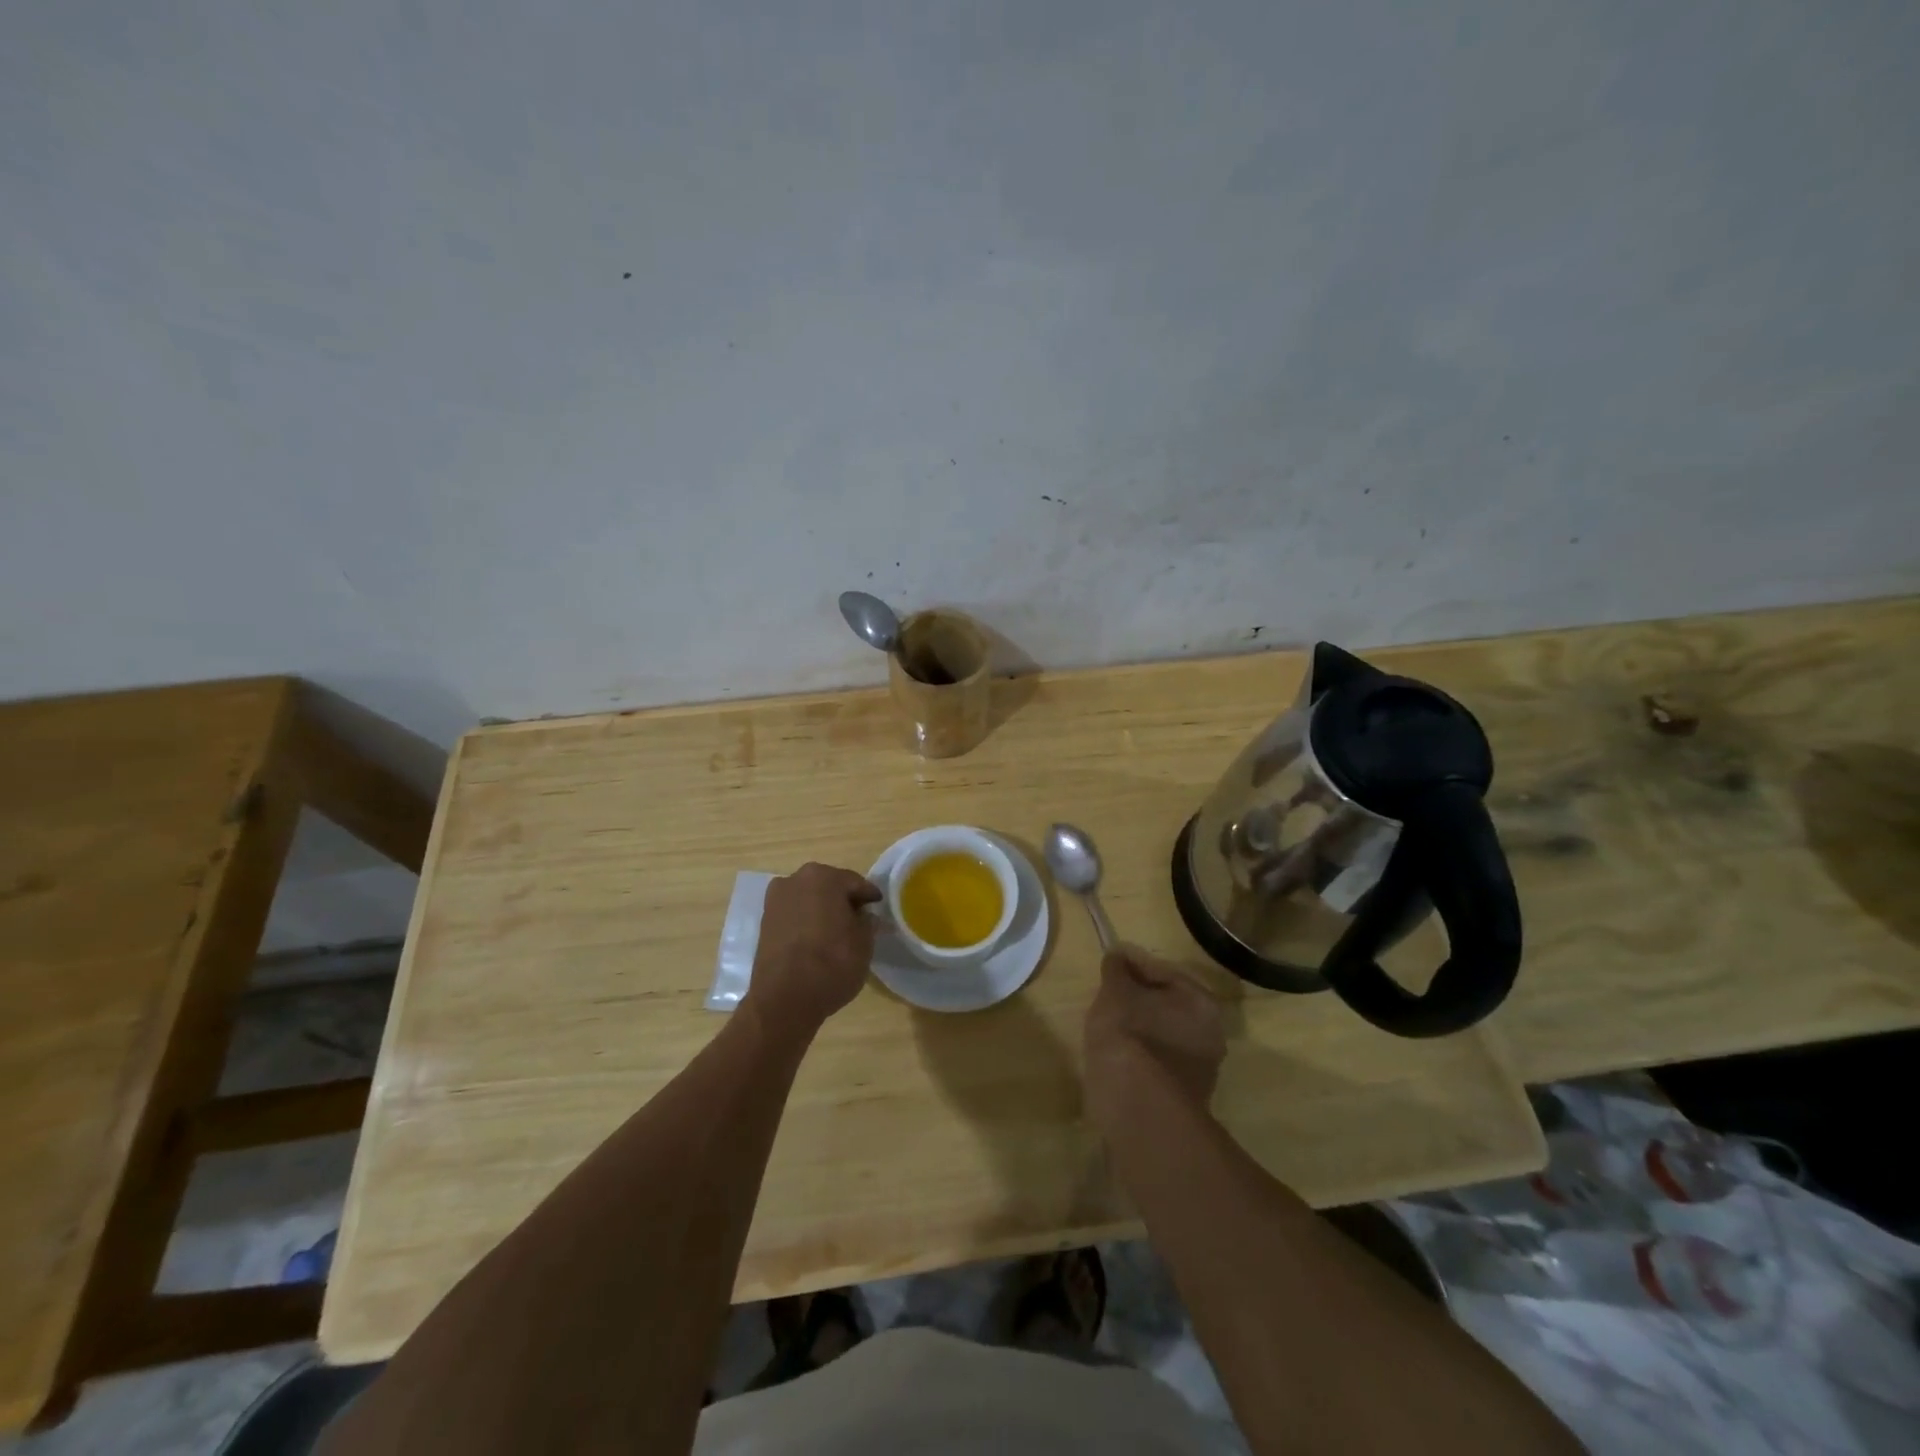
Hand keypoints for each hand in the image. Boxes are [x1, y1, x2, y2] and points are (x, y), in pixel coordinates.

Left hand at [747, 862, 882, 1032]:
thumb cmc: (831, 963)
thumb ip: (867, 922)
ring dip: (822, 910)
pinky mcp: (764, 923)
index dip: (869, 897)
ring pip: (808, 899)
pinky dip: (806, 922)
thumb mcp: (864, 943)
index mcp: (823, 877)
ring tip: (836, 932)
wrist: (784, 999)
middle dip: (843, 900)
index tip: (878, 908)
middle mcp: (795, 880)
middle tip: (858, 920)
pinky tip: (816, 940)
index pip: (855, 883)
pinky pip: (794, 915)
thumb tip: (865, 916)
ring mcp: (775, 900)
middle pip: (828, 886)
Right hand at [1083, 945, 1225, 1133]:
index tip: (1107, 962)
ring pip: (1163, 1035)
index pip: (1161, 971)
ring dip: (1139, 1029)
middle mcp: (1211, 1033)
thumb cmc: (1129, 1039)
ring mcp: (1201, 1070)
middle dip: (1137, 998)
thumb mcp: (1115, 994)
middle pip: (1166, 1004)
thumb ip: (1117, 970)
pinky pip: (1158, 1063)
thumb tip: (1118, 956)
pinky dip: (1140, 1057)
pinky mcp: (1184, 1098)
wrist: (1139, 1113)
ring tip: (1107, 1027)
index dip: (1131, 964)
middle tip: (1106, 995)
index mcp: (1200, 1001)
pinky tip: (1116, 1059)